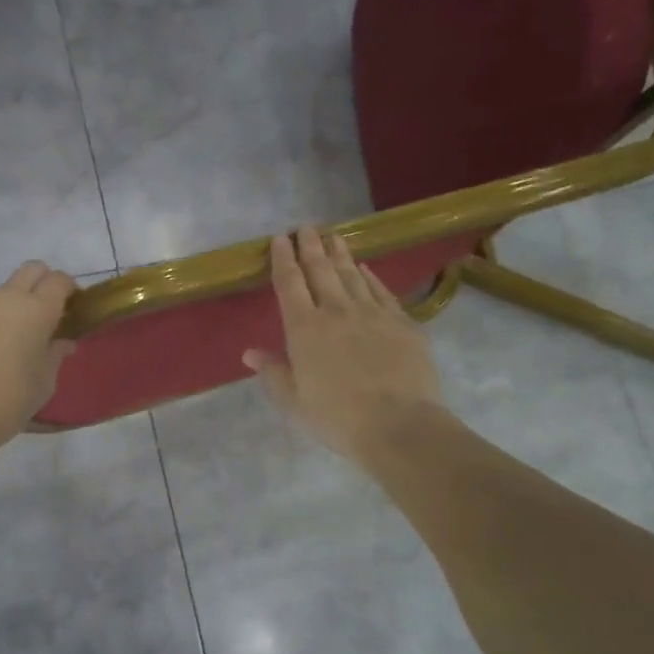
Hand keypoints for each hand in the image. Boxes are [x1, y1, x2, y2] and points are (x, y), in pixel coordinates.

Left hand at [0, 261, 76, 451]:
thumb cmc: (11, 401)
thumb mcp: (45, 381)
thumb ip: (55, 353)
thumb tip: (62, 342)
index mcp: (36, 310)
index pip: (59, 280)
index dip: (69, 289)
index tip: (72, 306)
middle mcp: (5, 298)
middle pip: (31, 270)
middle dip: (42, 283)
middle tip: (44, 312)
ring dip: (9, 308)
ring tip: (5, 341)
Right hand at [244, 227, 445, 459]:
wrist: (399, 425)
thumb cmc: (337, 418)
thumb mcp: (293, 401)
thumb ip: (273, 372)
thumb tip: (250, 353)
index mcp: (304, 328)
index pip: (290, 283)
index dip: (283, 258)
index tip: (280, 239)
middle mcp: (337, 311)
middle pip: (321, 269)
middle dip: (311, 246)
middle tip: (306, 228)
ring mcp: (373, 313)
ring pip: (352, 274)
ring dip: (340, 254)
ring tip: (334, 236)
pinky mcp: (403, 323)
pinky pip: (382, 291)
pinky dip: (371, 276)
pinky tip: (366, 268)